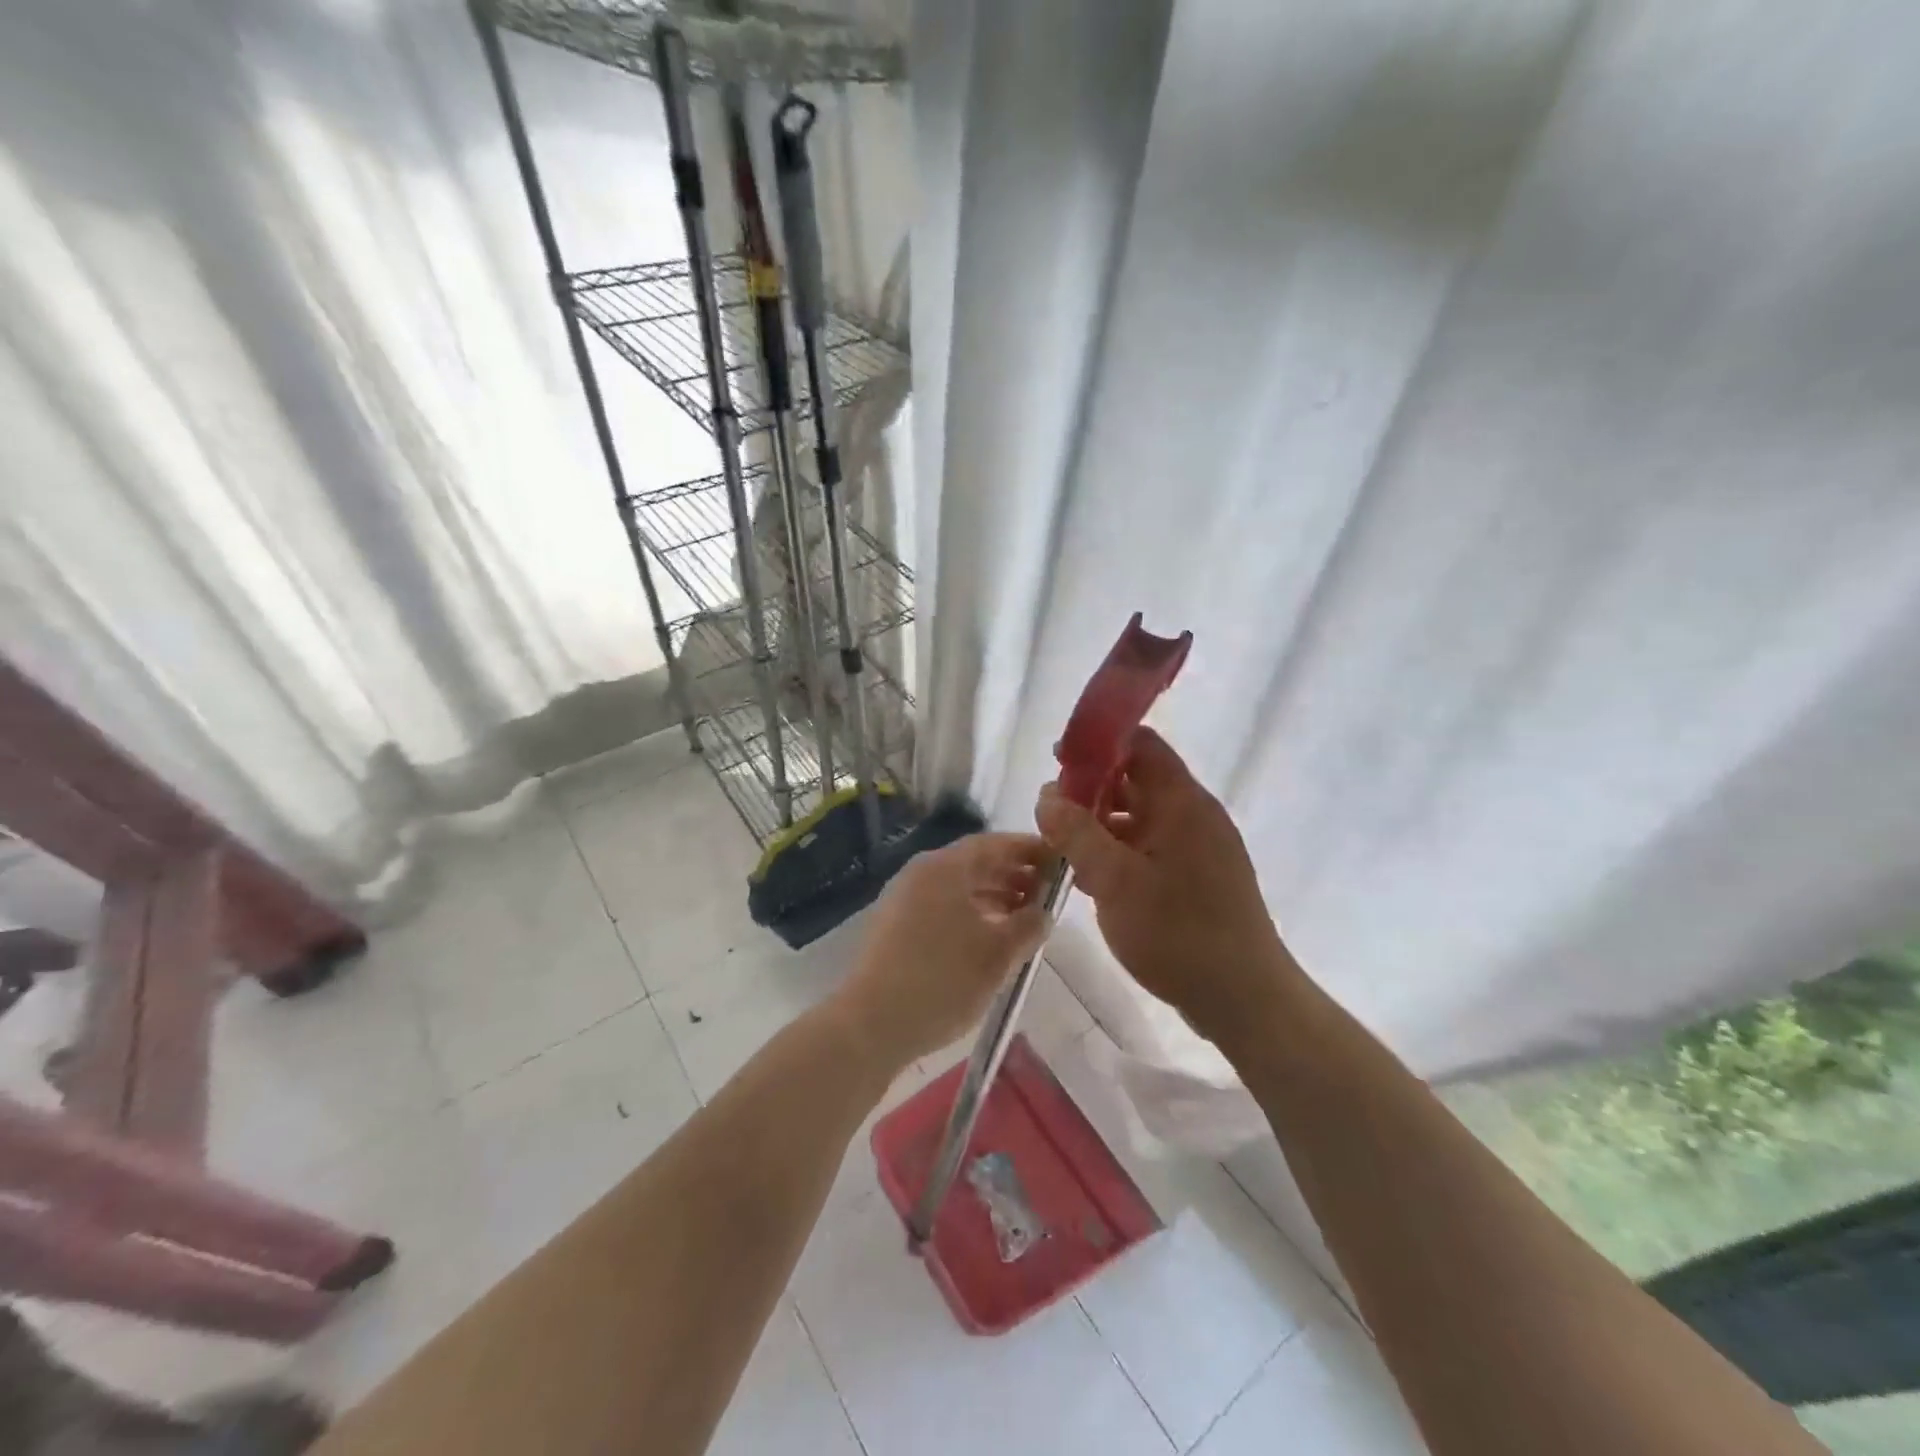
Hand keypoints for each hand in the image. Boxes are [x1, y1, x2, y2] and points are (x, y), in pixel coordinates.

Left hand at [833, 832, 1051, 1071]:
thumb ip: (1029, 925)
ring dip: (993, 896)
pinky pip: (941, 905)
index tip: (1059, 862)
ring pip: (957, 886)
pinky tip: (988, 938)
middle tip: (1047, 893)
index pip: (994, 844)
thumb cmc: (943, 980)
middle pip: (975, 863)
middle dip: (1013, 875)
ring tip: (1024, 918)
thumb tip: (1043, 912)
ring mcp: (903, 898)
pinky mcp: (894, 925)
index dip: (1029, 850)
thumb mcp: (999, 954)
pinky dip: (970, 913)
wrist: (871, 1024)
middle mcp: (921, 873)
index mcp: (945, 867)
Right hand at [1035, 728, 1292, 1042]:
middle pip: (1138, 779)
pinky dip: (1121, 851)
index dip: (1099, 744)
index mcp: (1182, 802)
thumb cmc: (1178, 933)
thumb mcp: (1115, 881)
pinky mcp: (1197, 877)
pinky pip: (1152, 847)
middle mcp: (1194, 815)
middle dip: (1092, 788)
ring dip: (1103, 823)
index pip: (1141, 744)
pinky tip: (1094, 876)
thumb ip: (1077, 833)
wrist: (1244, 999)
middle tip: (1052, 810)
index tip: (1059, 760)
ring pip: (1142, 816)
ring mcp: (1199, 848)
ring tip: (1064, 845)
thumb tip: (1047, 795)